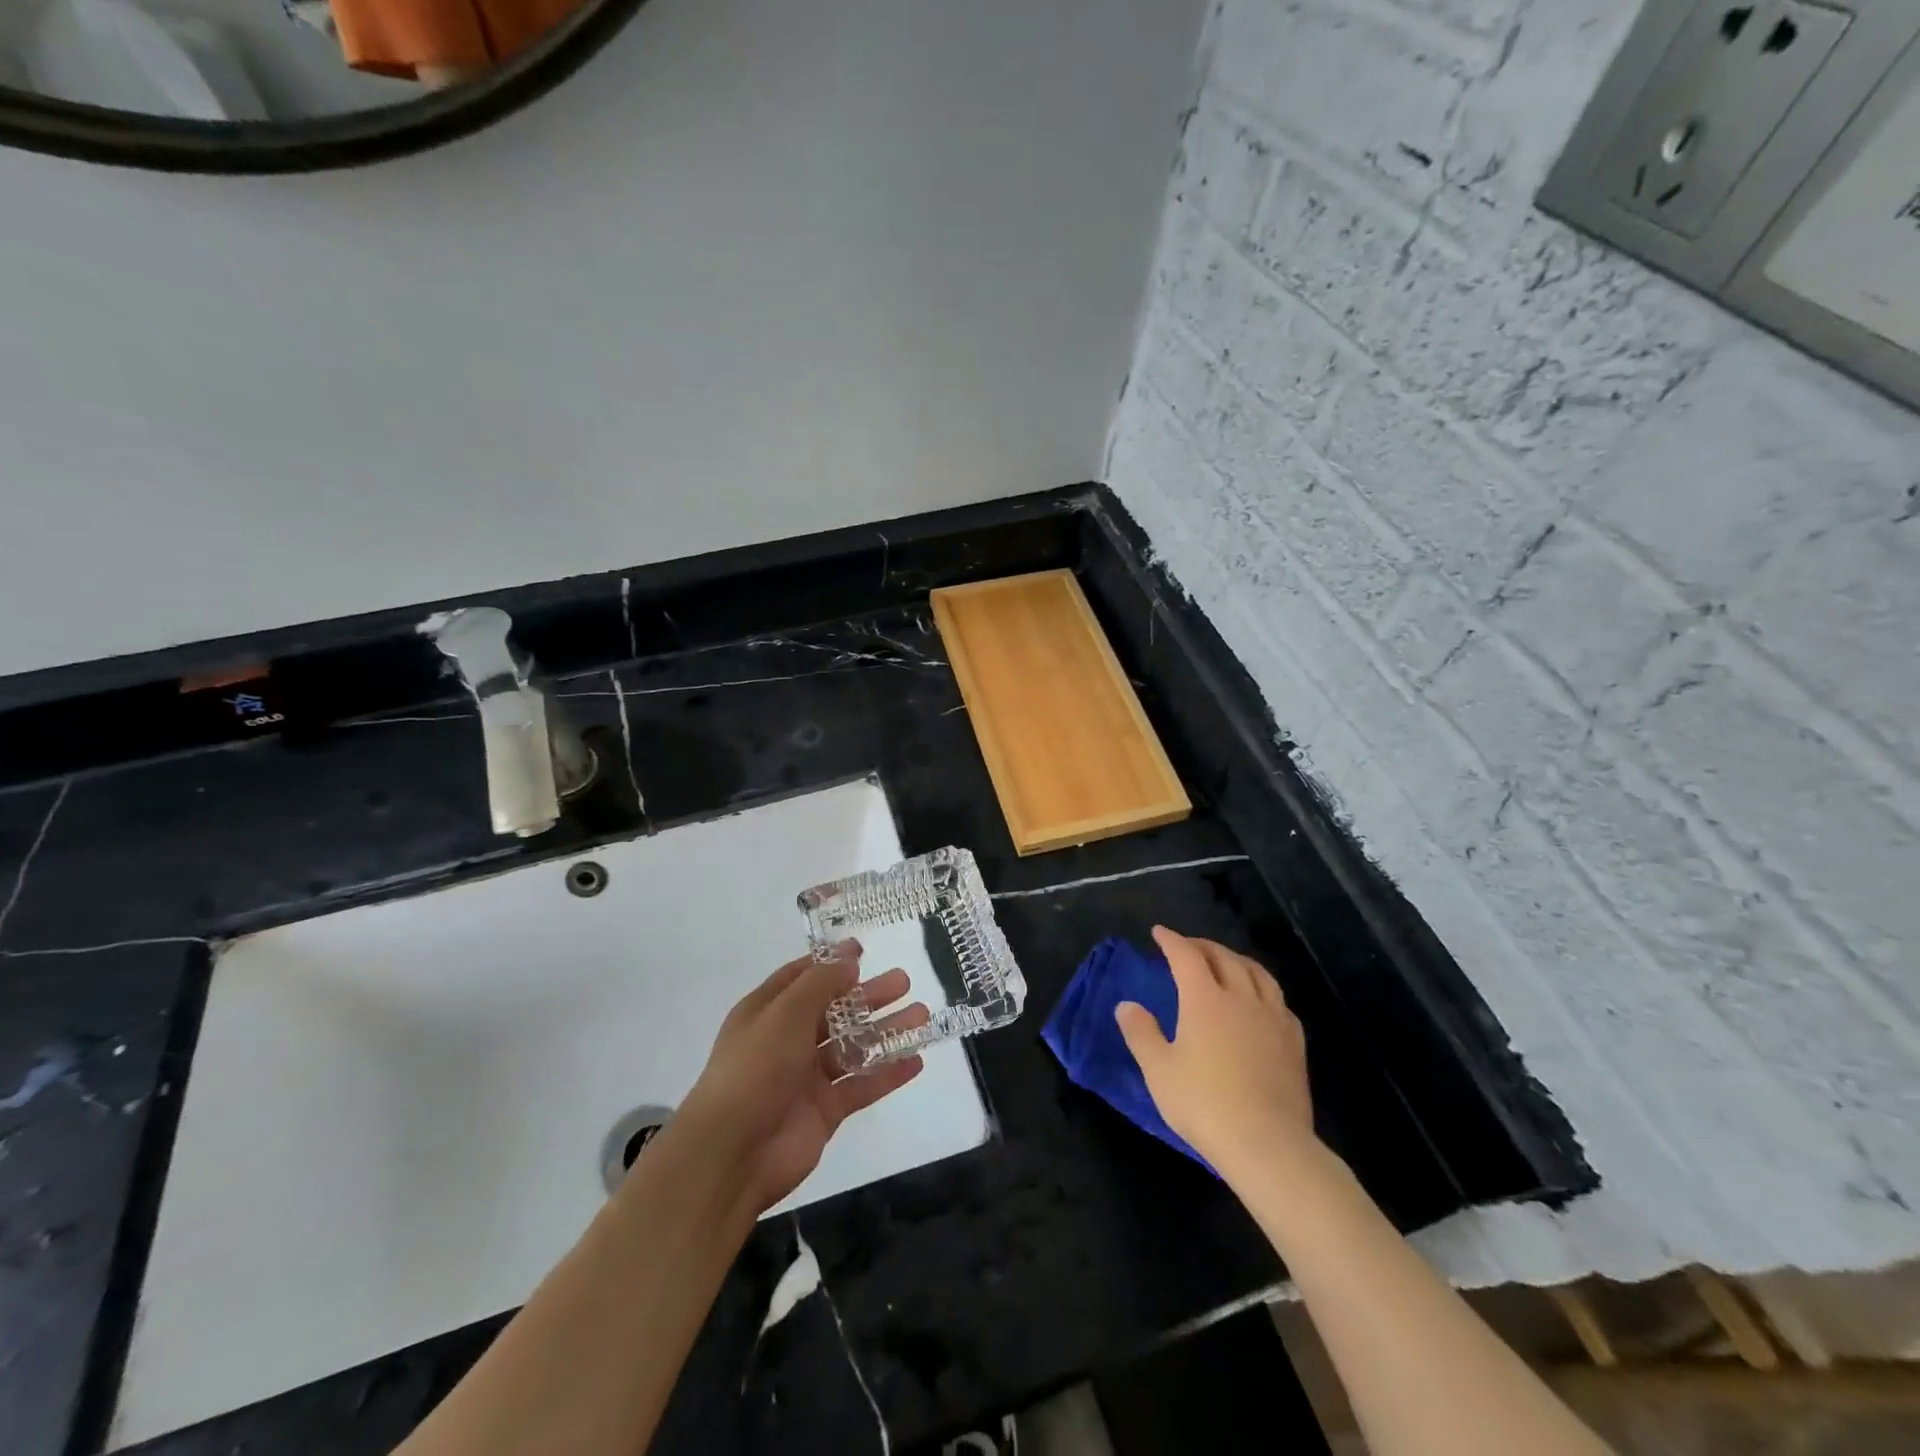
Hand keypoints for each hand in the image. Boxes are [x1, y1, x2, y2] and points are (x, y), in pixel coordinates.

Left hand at [672, 943, 925, 1216]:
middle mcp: (786, 1040)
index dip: (831, 963)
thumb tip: (849, 959)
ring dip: (885, 1031)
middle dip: (869, 995)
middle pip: (834, 1010)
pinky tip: (916, 1061)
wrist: (733, 1153)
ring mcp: (806, 1077)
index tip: (863, 951)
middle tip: (904, 981)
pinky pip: (861, 1085)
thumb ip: (820, 984)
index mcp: (767, 1012)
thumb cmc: (755, 1069)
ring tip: (922, 1016)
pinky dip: (887, 1073)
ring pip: (853, 1046)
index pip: (801, 978)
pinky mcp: (824, 1110)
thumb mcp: (785, 1013)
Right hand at [1114, 926, 1315, 1181]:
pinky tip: (1260, 1001)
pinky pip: (1279, 1001)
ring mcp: (1273, 1018)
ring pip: (1257, 973)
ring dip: (1236, 960)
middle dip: (1202, 946)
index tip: (1159, 933)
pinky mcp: (1294, 1042)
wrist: (1268, 1144)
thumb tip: (1126, 1005)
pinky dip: (1263, 989)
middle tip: (1187, 946)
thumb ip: (1141, 1033)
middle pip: (1223, 958)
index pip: (1187, 956)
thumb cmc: (1205, 1104)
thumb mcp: (1159, 1071)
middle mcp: (1241, 998)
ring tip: (1226, 962)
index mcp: (1205, 999)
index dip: (1171, 940)